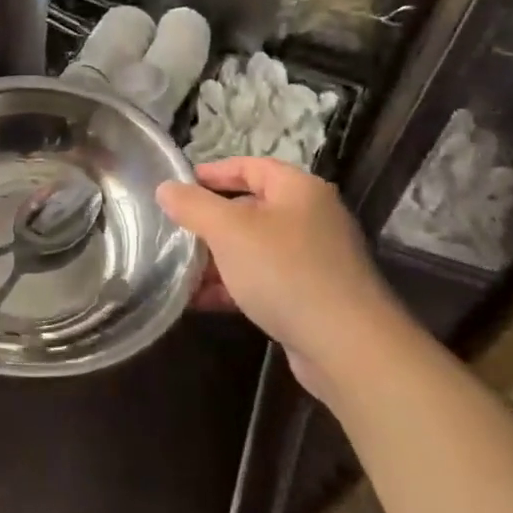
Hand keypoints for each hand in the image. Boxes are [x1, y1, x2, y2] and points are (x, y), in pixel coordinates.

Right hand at [157, 157, 408, 398]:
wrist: (346, 346)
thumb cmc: (285, 272)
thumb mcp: (229, 231)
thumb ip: (193, 206)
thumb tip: (166, 189)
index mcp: (299, 190)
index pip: (251, 166)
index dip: (213, 173)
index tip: (179, 186)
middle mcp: (310, 218)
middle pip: (250, 208)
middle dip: (209, 222)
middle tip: (173, 231)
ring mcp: (313, 260)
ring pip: (253, 249)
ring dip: (215, 259)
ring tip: (177, 270)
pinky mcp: (310, 297)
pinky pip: (262, 281)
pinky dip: (232, 286)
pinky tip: (199, 301)